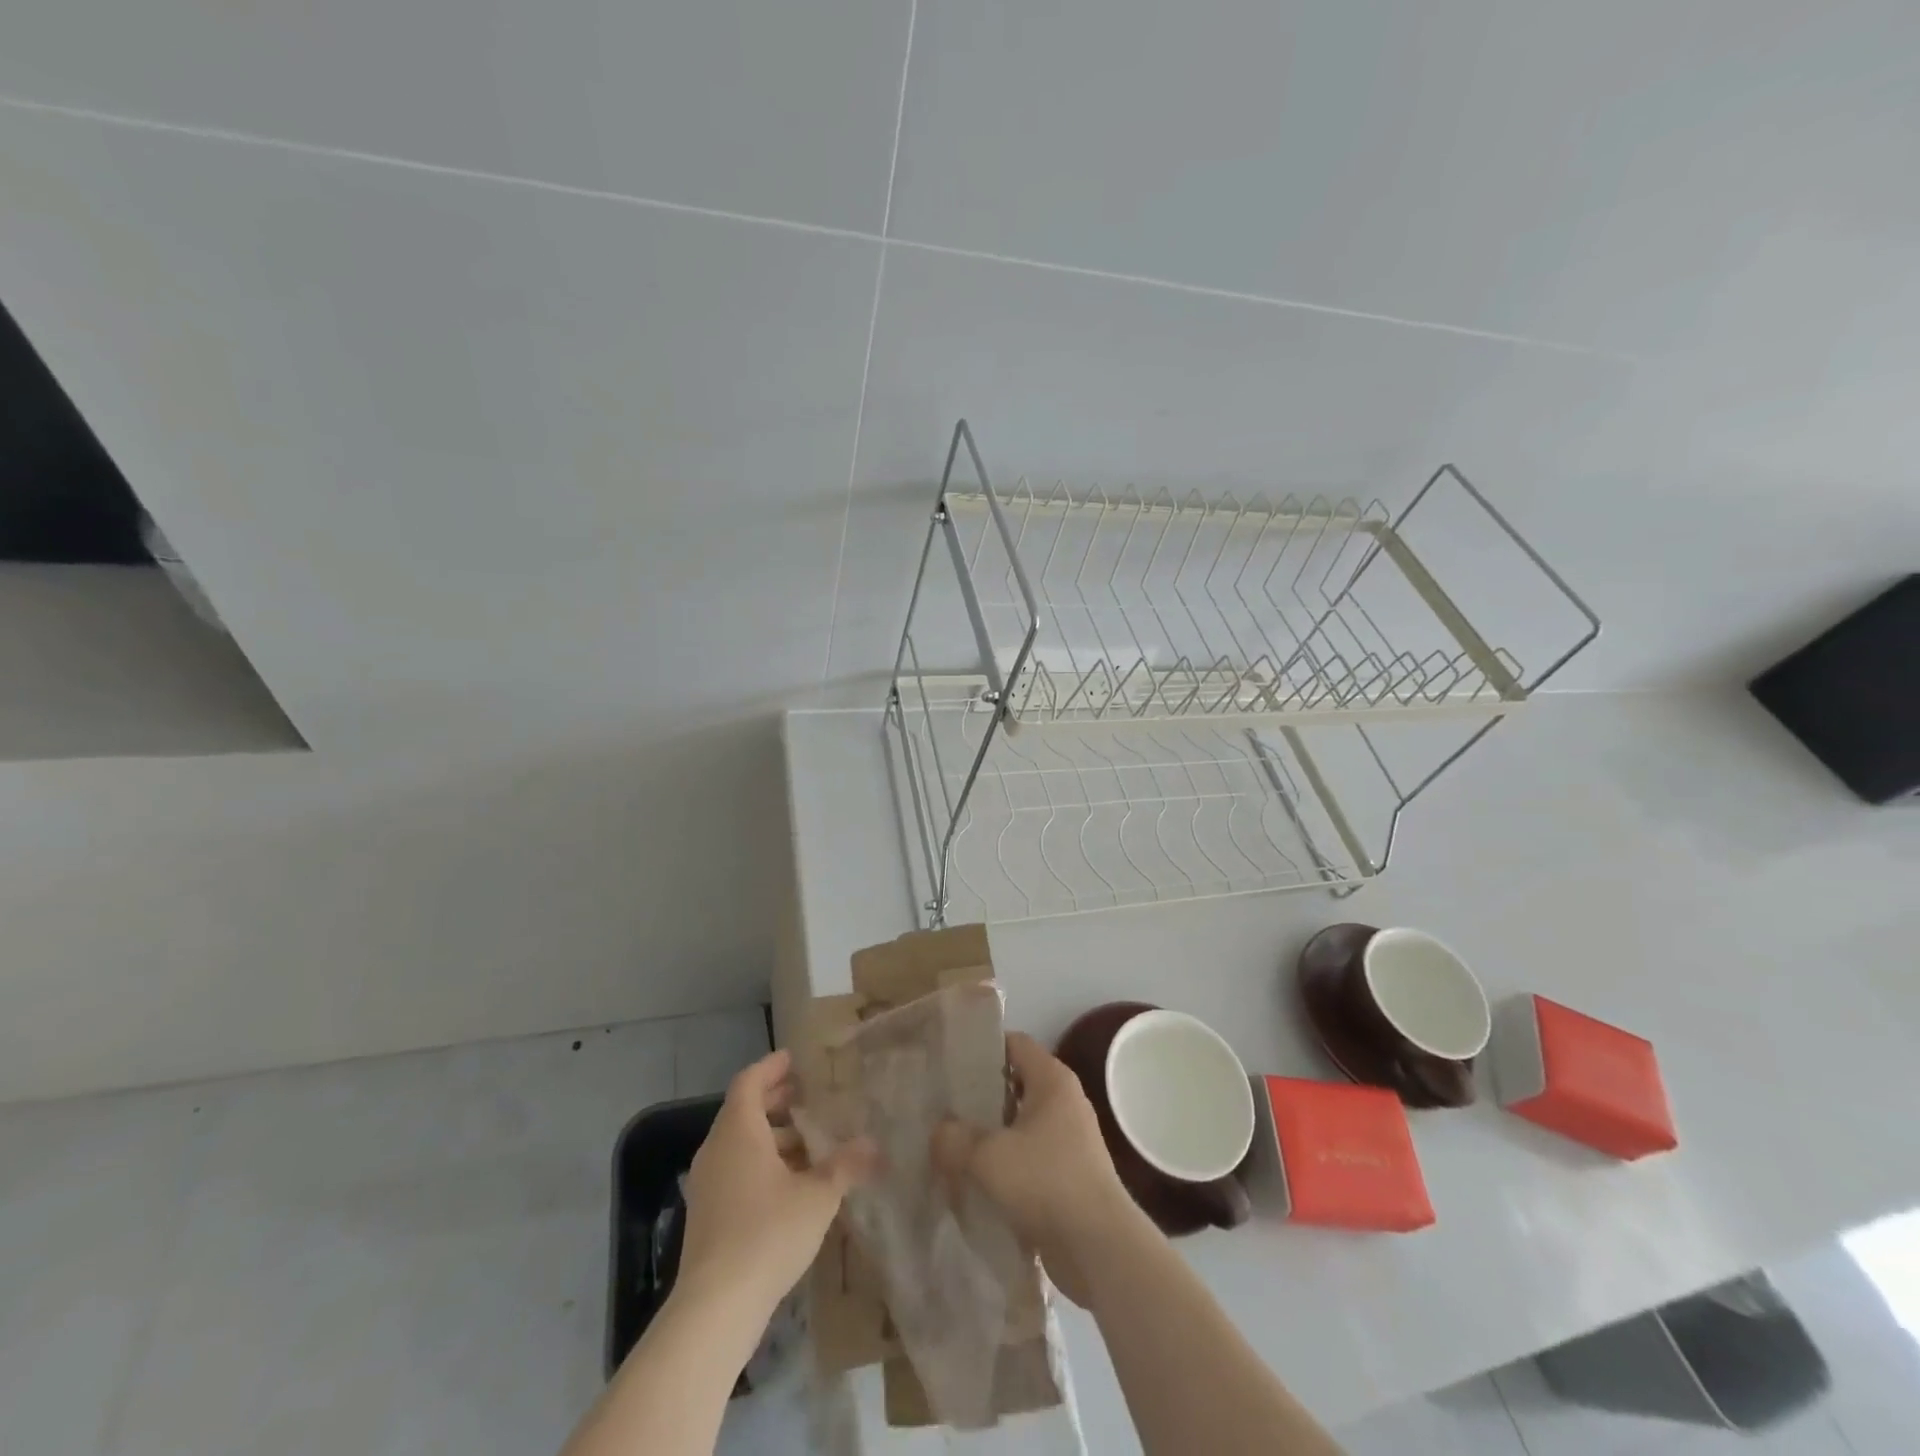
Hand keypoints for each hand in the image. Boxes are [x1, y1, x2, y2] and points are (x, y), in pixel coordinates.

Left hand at [677, 1050, 875, 1317]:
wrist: (715, 1308)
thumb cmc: (767, 1234)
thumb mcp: (818, 1196)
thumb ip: (845, 1166)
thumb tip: (873, 1144)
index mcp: (738, 1131)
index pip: (750, 1081)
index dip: (772, 1067)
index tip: (795, 1060)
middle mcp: (717, 1150)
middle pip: (743, 1111)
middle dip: (776, 1102)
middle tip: (808, 1098)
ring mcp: (707, 1184)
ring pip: (739, 1144)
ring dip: (772, 1137)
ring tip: (808, 1145)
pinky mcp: (707, 1215)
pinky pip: (735, 1170)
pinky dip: (760, 1164)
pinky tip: (790, 1185)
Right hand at [933, 1032, 1140, 1304]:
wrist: (1099, 1248)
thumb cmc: (1045, 1182)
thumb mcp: (987, 1156)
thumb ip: (954, 1138)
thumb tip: (939, 1132)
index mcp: (1052, 1080)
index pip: (1015, 1043)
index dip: (983, 1048)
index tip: (950, 1063)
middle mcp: (1064, 1101)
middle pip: (1015, 1084)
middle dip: (981, 1095)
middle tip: (943, 1107)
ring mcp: (1070, 1139)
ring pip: (1021, 1124)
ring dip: (991, 1135)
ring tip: (952, 1146)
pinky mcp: (1070, 1175)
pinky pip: (1030, 1157)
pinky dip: (1006, 1164)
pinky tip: (976, 1181)